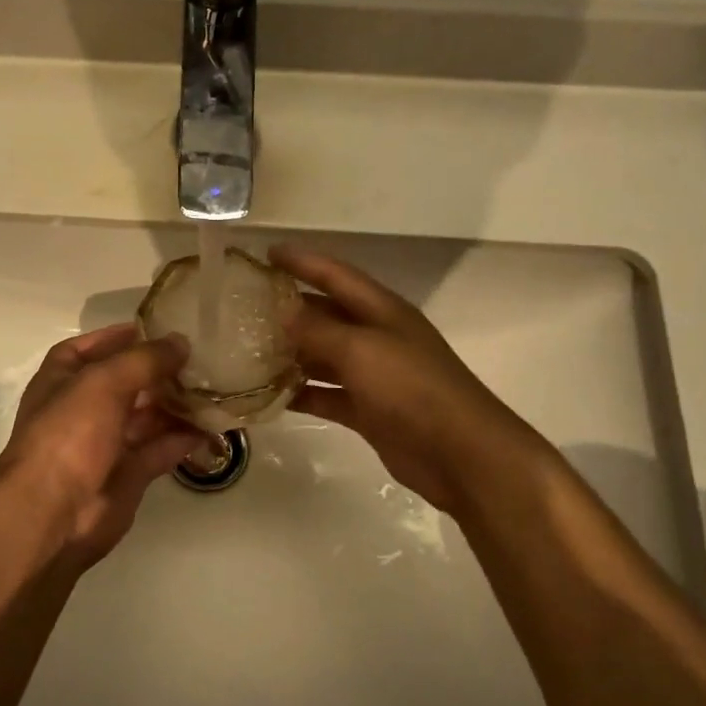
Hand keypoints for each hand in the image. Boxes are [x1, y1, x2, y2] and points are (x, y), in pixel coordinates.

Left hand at [0, 324, 204, 567]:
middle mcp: (82, 408)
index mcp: (63, 379)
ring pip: (147, 415)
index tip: (160, 327)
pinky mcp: (128, 474)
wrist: (52, 514)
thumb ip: (145, 359)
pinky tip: (212, 425)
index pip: (92, 348)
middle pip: (127, 381)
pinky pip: (160, 448)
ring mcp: (105, 443)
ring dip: (177, 403)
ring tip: (215, 387)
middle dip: (160, 370)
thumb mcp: (104, 382)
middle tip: (202, 357)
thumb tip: (181, 342)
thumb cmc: (69, 434)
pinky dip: (183, 437)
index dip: (121, 336)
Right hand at [270, 245, 555, 516]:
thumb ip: (319, 330)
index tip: (266, 253)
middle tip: (247, 307)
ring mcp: (373, 376)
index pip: (336, 275)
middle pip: (327, 315)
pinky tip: (271, 396)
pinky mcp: (368, 411)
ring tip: (249, 352)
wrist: (458, 452)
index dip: (302, 261)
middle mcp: (377, 337)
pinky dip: (302, 394)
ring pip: (324, 357)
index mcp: (382, 311)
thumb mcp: (361, 350)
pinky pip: (327, 395)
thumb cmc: (411, 388)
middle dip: (290, 308)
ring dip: (291, 354)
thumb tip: (284, 311)